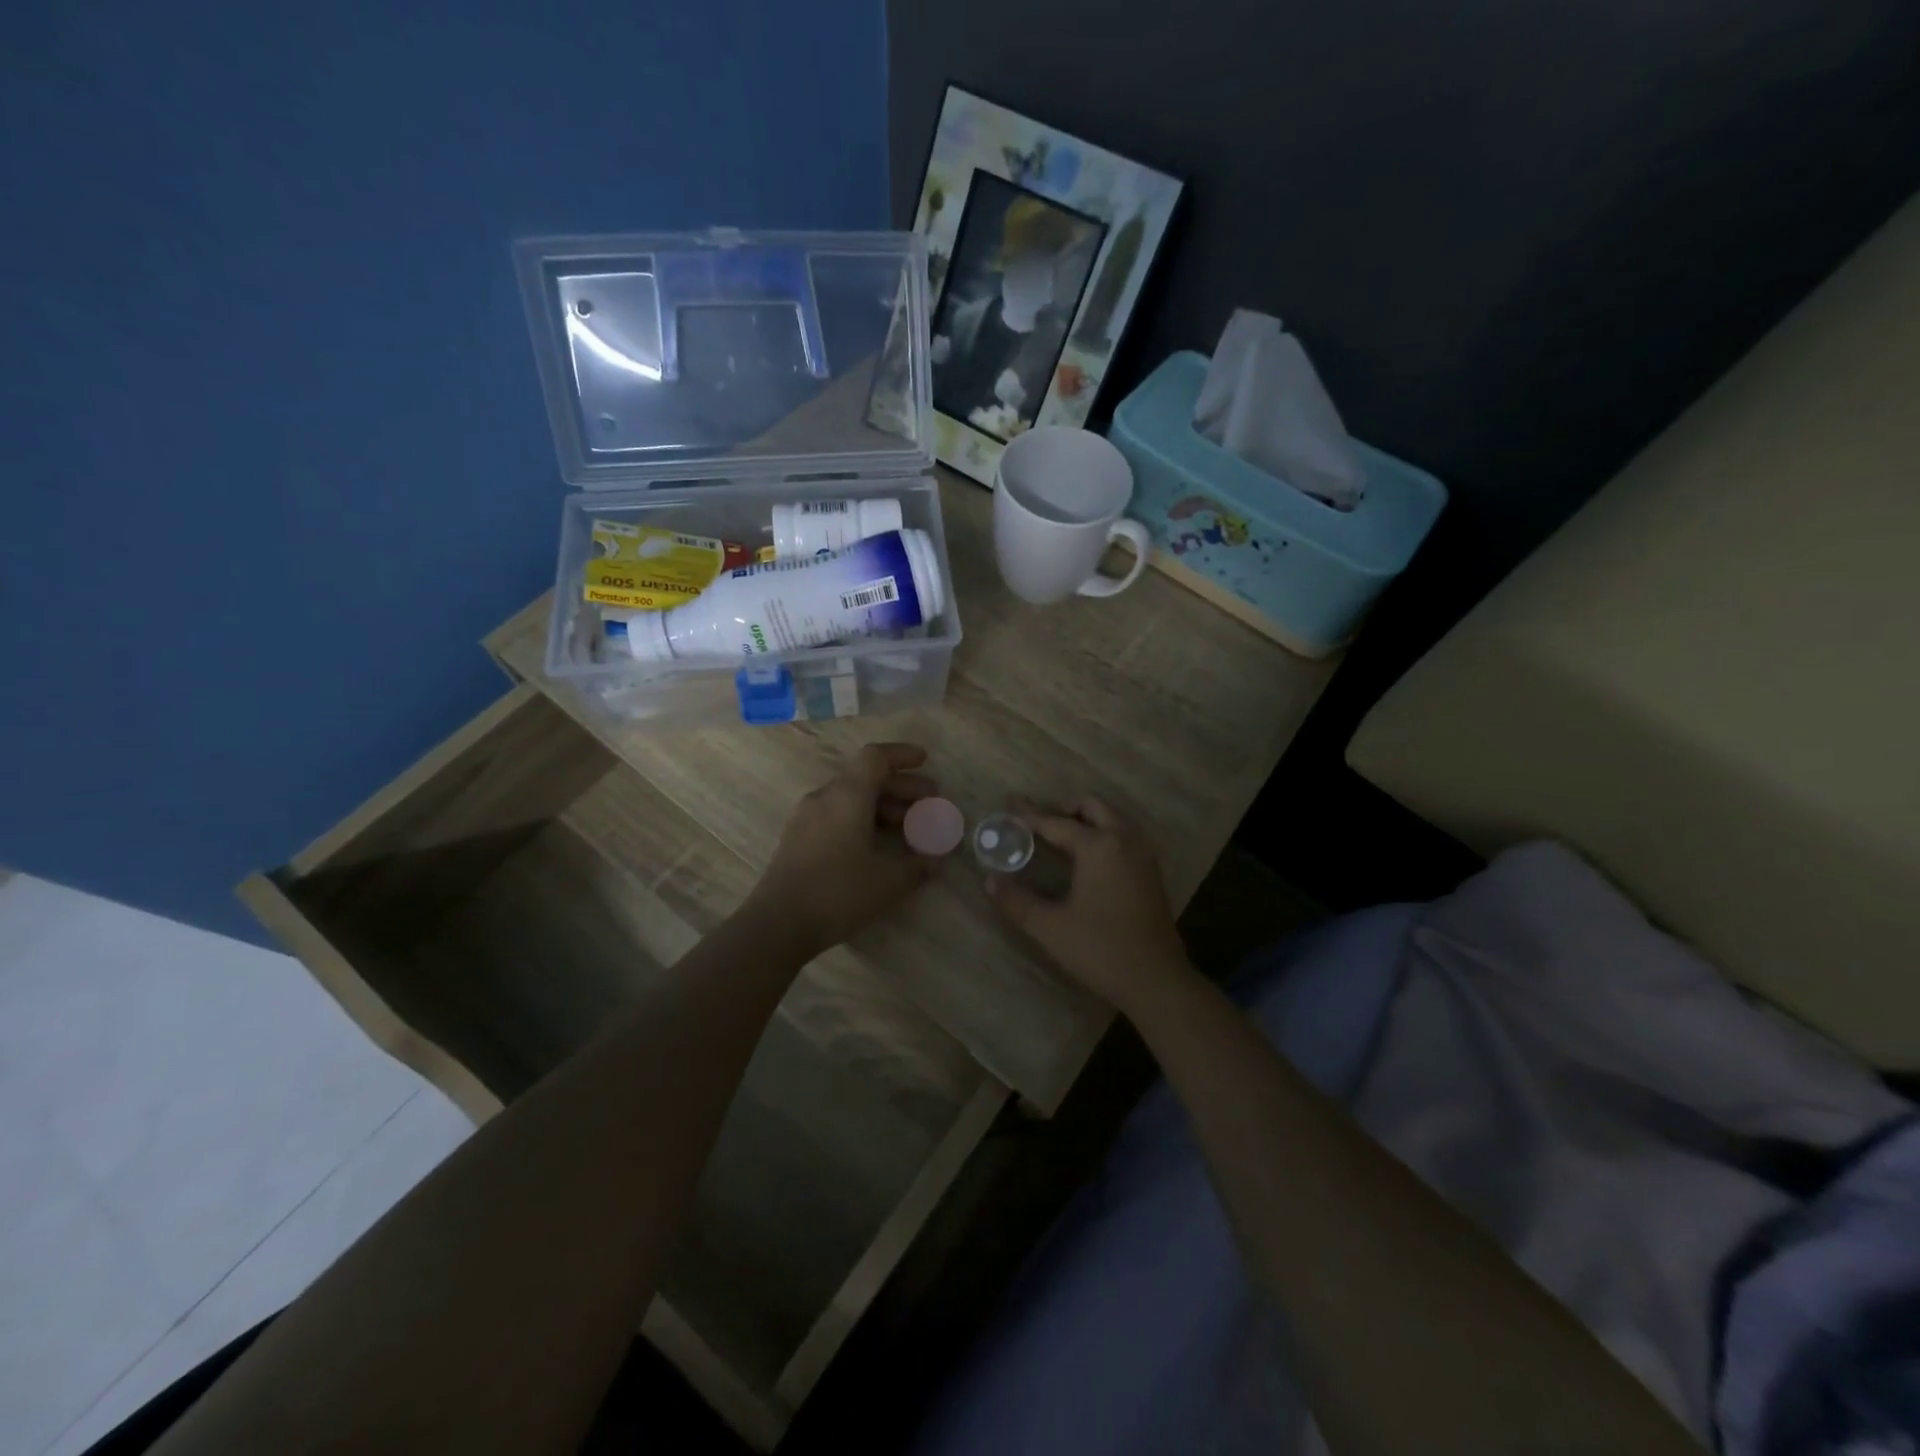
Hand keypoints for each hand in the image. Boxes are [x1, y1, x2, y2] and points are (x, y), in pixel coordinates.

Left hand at [745, 743, 940, 957]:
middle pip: (866, 778)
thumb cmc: (839, 892)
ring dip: (882, 806)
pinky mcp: (797, 839)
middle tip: (928, 803)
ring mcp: (806, 817)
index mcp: (848, 795)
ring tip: (907, 828)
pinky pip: (836, 815)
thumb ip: (918, 864)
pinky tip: (876, 847)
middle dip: (901, 787)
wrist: (778, 923)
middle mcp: (825, 797)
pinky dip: (862, 820)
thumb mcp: (889, 880)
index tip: (924, 761)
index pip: (876, 757)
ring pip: (851, 798)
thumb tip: (936, 859)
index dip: (902, 754)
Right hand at [985, 796, 1190, 1013]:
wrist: (1155, 979)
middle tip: (1039, 824)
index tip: (1009, 802)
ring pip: (1112, 818)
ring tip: (1060, 840)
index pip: (1056, 821)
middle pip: (1092, 806)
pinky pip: (1124, 836)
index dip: (1029, 813)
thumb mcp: (1049, 927)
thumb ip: (1016, 901)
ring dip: (1086, 820)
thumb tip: (990, 880)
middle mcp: (1124, 840)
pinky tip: (1087, 860)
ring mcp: (1143, 854)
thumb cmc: (1100, 949)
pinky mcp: (1151, 871)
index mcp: (1098, 846)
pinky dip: (1103, 834)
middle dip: (1063, 808)